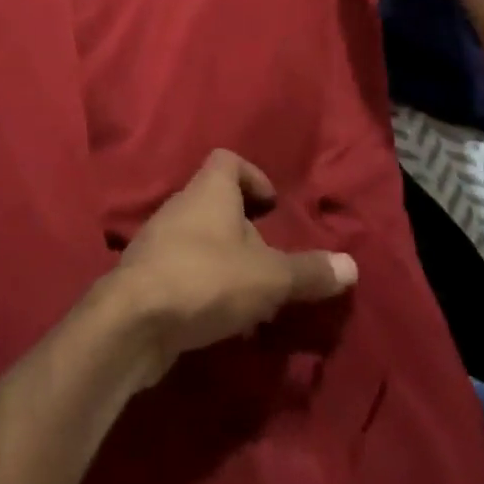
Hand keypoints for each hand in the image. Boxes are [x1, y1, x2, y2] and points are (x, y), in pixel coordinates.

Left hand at [112, 150, 357, 386]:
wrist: (132, 322)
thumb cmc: (206, 279)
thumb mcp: (269, 277)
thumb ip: (309, 271)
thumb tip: (352, 266)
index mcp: (208, 191)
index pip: (227, 161)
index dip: (253, 177)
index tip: (272, 207)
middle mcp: (180, 207)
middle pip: (216, 204)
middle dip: (245, 231)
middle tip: (270, 261)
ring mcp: (157, 242)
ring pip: (200, 241)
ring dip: (226, 263)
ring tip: (252, 297)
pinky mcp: (145, 278)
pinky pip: (183, 271)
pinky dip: (204, 287)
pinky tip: (222, 319)